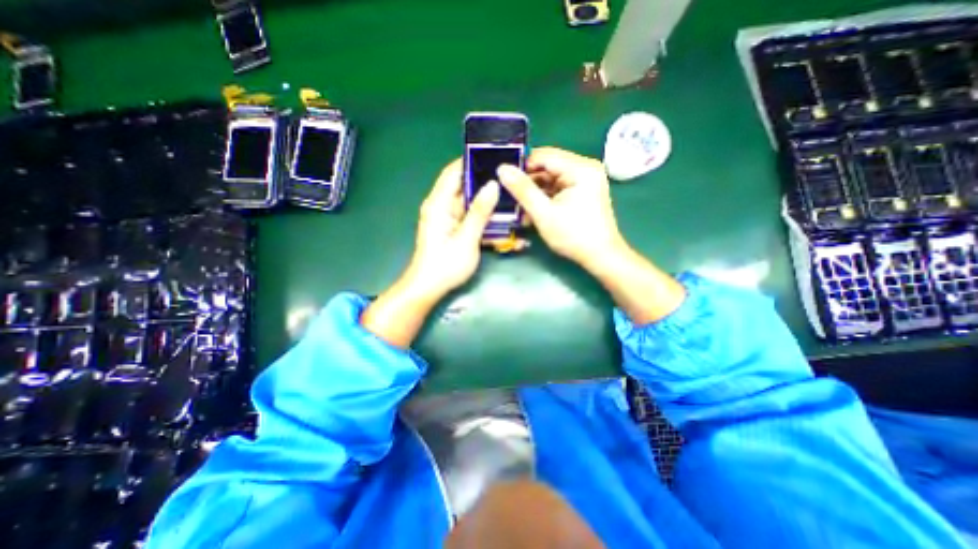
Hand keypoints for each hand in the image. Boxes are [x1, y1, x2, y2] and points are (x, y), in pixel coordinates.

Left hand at [358, 160, 499, 347]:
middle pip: (463, 186)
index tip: (495, 156)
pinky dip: (482, 216)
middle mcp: (441, 206)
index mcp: (438, 204)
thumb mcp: (466, 239)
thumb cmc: (445, 265)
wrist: (428, 288)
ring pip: (468, 202)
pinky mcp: (452, 229)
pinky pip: (469, 216)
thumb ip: (479, 212)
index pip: (453, 172)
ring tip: (510, 196)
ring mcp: (447, 218)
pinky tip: (500, 219)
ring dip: (486, 201)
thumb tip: (493, 185)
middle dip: (485, 182)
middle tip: (509, 178)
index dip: (471, 161)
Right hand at [498, 147, 680, 325]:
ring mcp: (585, 180)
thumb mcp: (544, 213)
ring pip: (551, 179)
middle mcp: (585, 168)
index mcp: (580, 168)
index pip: (543, 156)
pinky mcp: (583, 192)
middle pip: (547, 167)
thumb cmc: (573, 235)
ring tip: (522, 212)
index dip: (522, 167)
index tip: (506, 183)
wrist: (601, 256)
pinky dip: (546, 199)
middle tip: (513, 201)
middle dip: (529, 184)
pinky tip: (534, 214)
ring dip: (535, 194)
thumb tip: (502, 168)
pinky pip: (558, 189)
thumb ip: (522, 190)